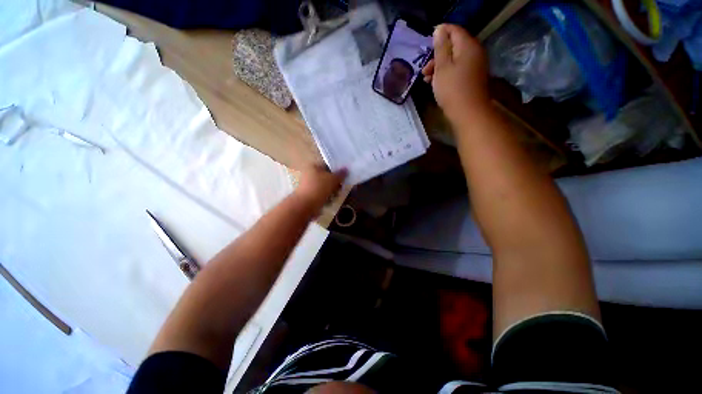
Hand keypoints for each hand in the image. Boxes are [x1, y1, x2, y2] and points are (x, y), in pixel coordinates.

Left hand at [294, 165, 346, 210]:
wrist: (305, 205)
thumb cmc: (319, 188)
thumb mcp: (333, 179)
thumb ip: (341, 174)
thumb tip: (346, 169)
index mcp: (314, 166)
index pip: (328, 165)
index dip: (337, 170)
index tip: (344, 177)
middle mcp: (310, 174)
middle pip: (327, 177)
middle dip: (335, 183)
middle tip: (340, 188)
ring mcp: (309, 185)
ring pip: (325, 187)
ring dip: (332, 192)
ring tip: (335, 196)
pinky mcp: (310, 195)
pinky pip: (321, 194)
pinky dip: (326, 198)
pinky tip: (329, 201)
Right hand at [422, 24, 489, 122]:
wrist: (468, 113)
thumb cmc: (452, 89)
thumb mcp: (442, 67)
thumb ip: (440, 47)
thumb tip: (439, 29)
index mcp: (467, 45)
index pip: (454, 30)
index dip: (440, 33)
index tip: (426, 44)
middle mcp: (474, 52)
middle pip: (453, 45)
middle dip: (437, 55)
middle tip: (424, 69)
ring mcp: (474, 65)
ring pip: (454, 59)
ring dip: (439, 66)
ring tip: (426, 79)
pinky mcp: (472, 77)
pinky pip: (457, 69)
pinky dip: (446, 73)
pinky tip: (435, 83)